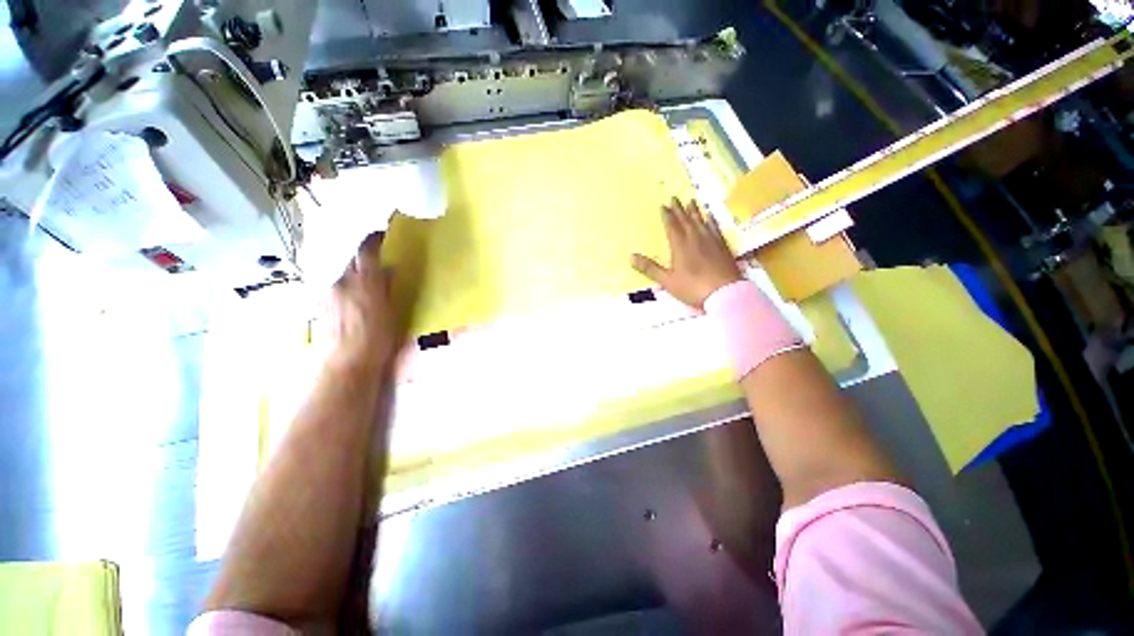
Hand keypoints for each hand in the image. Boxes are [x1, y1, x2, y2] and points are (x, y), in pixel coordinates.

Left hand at [328, 231, 397, 368]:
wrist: (347, 361)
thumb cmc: (377, 338)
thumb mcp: (391, 311)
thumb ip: (388, 286)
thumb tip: (389, 269)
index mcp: (363, 281)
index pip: (365, 250)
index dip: (373, 239)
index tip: (382, 233)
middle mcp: (341, 280)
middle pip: (349, 256)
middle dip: (361, 251)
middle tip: (376, 252)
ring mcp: (328, 291)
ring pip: (341, 270)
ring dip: (353, 267)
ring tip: (366, 273)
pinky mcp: (322, 302)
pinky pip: (335, 282)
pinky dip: (346, 280)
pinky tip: (354, 291)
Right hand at [632, 198, 742, 308]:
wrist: (724, 293)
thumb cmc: (692, 288)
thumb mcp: (667, 280)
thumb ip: (650, 268)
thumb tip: (631, 257)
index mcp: (680, 246)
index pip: (672, 226)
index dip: (667, 216)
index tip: (663, 206)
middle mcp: (695, 239)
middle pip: (686, 221)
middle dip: (679, 209)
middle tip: (674, 198)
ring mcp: (711, 241)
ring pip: (701, 221)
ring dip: (694, 211)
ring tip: (691, 201)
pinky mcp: (722, 246)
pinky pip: (715, 228)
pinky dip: (711, 220)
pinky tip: (710, 216)